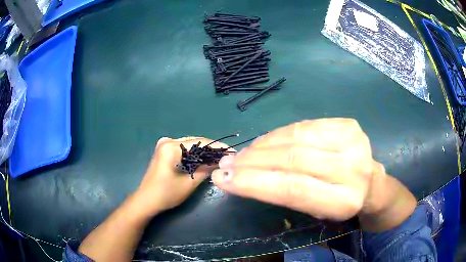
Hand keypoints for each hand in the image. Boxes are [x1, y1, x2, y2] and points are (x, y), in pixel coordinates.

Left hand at [133, 137, 229, 216]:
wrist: (146, 201)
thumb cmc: (166, 194)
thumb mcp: (189, 183)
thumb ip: (206, 169)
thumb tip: (222, 161)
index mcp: (171, 146)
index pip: (200, 142)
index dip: (217, 146)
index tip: (232, 151)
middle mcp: (167, 141)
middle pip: (195, 142)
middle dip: (211, 149)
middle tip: (227, 156)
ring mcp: (164, 145)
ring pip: (189, 146)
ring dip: (203, 152)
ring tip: (218, 158)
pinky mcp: (163, 151)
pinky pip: (183, 149)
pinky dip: (194, 155)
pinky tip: (203, 160)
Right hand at [212, 118, 385, 220]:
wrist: (372, 183)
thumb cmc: (341, 203)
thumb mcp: (315, 211)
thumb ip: (286, 193)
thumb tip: (244, 176)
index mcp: (343, 200)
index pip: (291, 188)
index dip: (253, 182)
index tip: (223, 179)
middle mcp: (351, 168)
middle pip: (292, 158)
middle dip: (252, 161)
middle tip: (226, 164)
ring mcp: (352, 140)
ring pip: (295, 137)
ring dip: (262, 146)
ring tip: (242, 154)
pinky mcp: (347, 124)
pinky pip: (303, 126)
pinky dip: (279, 134)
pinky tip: (265, 142)